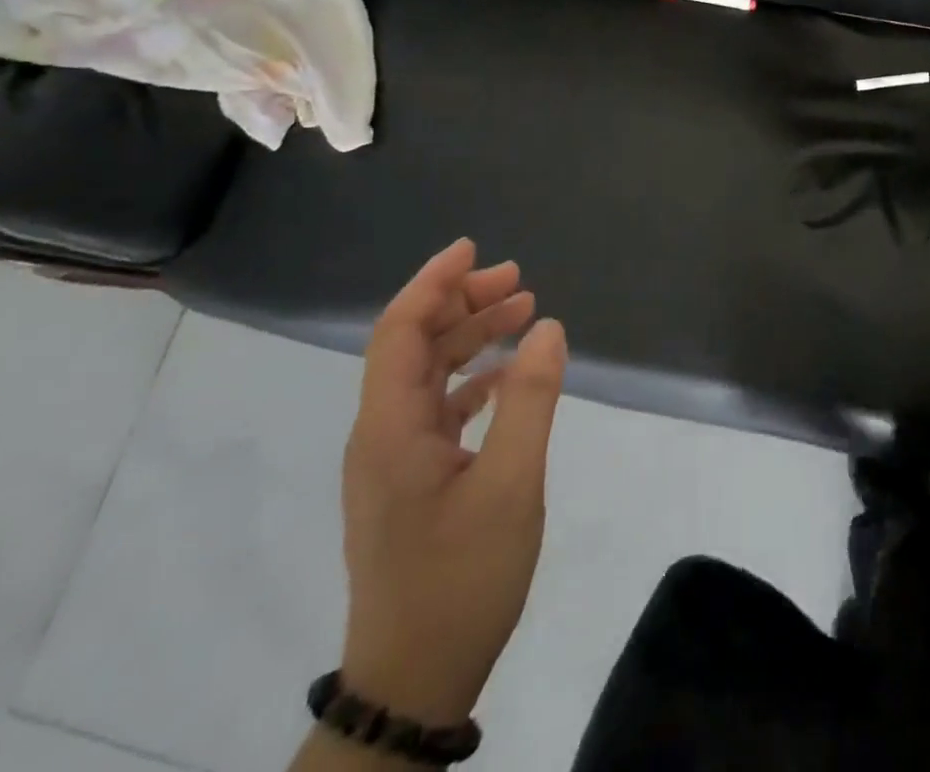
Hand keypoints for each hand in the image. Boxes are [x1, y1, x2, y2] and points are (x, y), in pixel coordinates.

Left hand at [337, 240, 567, 724]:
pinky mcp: (410, 482)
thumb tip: (548, 328)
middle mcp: (381, 435)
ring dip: (470, 338)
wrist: (414, 682)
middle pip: (413, 345)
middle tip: (519, 281)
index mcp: (390, 428)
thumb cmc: (461, 580)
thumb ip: (530, 400)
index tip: (474, 248)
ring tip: (523, 314)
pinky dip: (472, 379)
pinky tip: (507, 377)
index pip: (400, 331)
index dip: (433, 282)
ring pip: (426, 375)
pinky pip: (437, 408)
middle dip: (462, 303)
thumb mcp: (511, 485)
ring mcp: (392, 461)